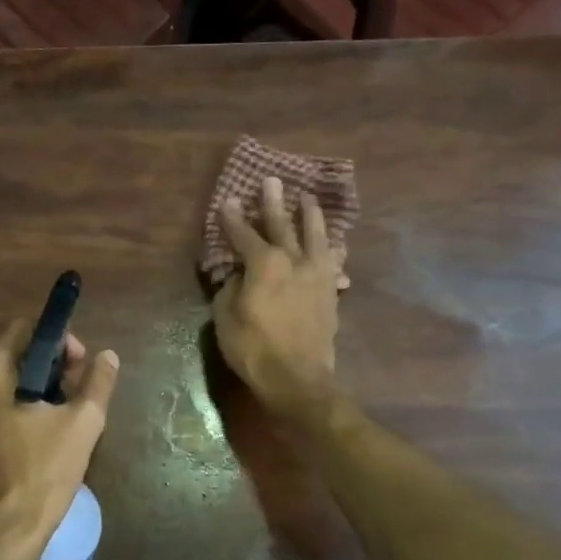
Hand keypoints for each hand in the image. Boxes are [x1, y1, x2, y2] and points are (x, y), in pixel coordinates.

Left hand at [0, 320, 119, 559]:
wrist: (3, 536)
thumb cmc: (42, 473)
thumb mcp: (82, 424)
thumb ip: (97, 383)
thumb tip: (108, 356)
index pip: (25, 330)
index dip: (59, 340)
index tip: (82, 366)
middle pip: (16, 355)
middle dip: (53, 367)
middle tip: (80, 393)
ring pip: (7, 383)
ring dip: (40, 389)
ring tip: (68, 416)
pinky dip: (21, 409)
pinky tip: (45, 436)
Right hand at [212, 176, 342, 415]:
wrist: (297, 378)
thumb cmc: (252, 347)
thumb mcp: (225, 316)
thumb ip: (231, 288)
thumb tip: (240, 276)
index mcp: (263, 263)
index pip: (243, 233)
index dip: (233, 217)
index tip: (228, 200)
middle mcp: (293, 260)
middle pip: (282, 225)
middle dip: (273, 202)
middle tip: (272, 181)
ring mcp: (317, 275)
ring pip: (315, 236)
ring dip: (310, 216)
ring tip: (308, 199)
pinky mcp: (330, 292)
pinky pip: (333, 262)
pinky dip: (332, 250)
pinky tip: (335, 245)